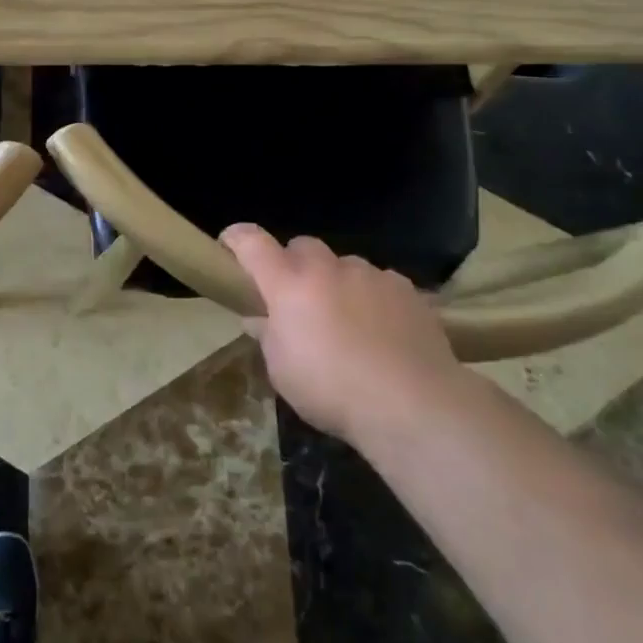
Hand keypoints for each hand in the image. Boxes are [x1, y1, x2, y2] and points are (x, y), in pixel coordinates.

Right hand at [222, 225, 465, 445]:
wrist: (412, 404)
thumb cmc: (332, 391)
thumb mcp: (283, 372)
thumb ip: (268, 337)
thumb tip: (258, 320)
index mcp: (288, 286)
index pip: (253, 243)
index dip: (237, 238)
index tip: (230, 243)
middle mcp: (327, 269)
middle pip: (302, 246)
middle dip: (295, 264)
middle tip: (298, 297)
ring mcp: (370, 275)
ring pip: (345, 265)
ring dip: (337, 282)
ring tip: (348, 319)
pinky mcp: (405, 289)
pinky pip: (380, 282)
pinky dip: (374, 297)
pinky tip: (383, 329)